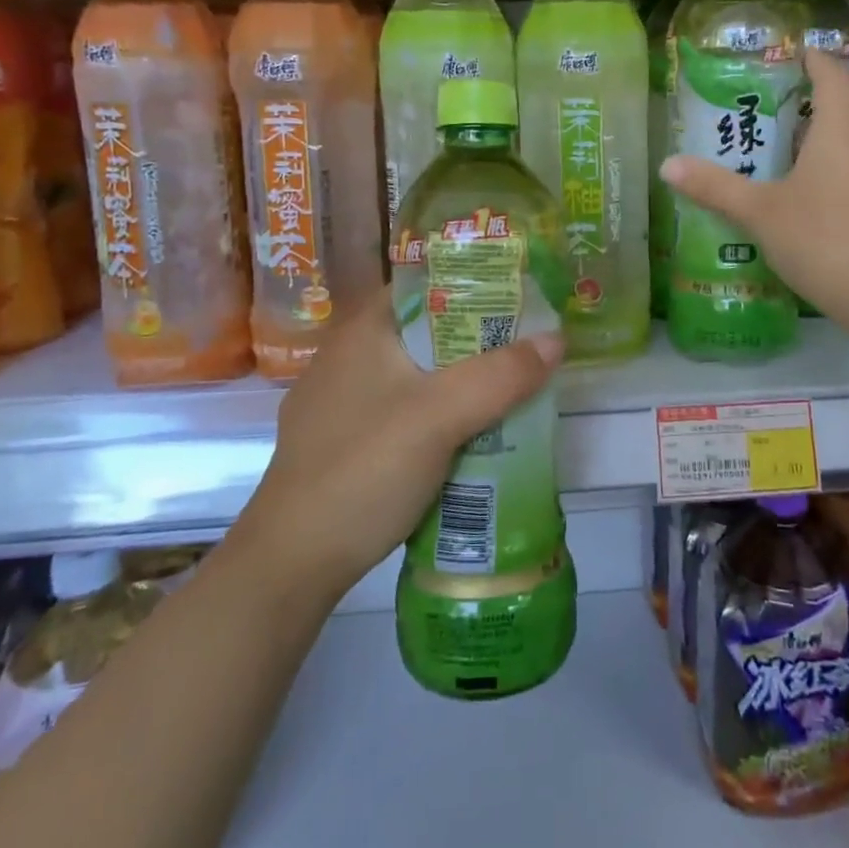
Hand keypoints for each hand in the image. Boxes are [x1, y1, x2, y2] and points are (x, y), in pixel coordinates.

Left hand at [234, 293, 563, 600]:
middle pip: (425, 330)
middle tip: (526, 350)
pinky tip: (465, 436)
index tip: (519, 301)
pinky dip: (436, 414)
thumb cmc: (364, 469)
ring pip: (415, 375)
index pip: (425, 285)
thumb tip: (556, 339)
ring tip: (508, 391)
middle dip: (476, 340)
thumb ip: (501, 375)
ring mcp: (339, 401)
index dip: (473, 287)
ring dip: (459, 382)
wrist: (292, 562)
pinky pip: (401, 410)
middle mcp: (346, 356)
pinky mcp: (341, 441)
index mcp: (362, 330)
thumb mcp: (441, 416)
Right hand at [660, 47, 848, 327]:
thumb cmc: (823, 240)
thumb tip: (667, 165)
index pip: (832, 77)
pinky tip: (817, 191)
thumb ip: (715, 188)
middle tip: (783, 102)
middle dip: (822, 97)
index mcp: (840, 130)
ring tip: (793, 145)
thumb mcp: (760, 213)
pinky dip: (843, 164)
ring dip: (833, 133)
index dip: (814, 60)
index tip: (795, 52)